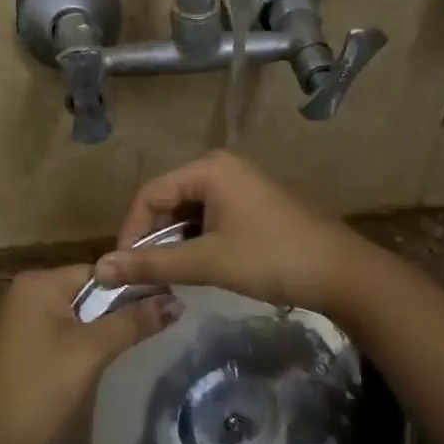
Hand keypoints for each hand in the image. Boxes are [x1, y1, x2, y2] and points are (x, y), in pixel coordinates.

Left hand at [0, 265, 179, 443]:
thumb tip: (177, 301)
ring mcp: (22, 321)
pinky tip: (104, 362)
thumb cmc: (40, 389)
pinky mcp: (24, 347)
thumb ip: (133, 322)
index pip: (100, 271)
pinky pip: (64, 334)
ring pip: (79, 315)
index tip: (169, 304)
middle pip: (90, 292)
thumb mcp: (91, 352)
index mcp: (38, 282)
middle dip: (120, 310)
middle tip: (161, 326)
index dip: (134, 287)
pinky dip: (85, 344)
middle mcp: (27, 293)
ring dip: (105, 330)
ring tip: (140, 343)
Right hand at [96, 151, 373, 315]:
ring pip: (190, 213)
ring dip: (176, 243)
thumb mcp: (207, 262)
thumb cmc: (272, 259)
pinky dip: (199, 242)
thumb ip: (152, 263)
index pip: (149, 194)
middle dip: (154, 238)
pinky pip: (211, 219)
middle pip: (169, 201)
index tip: (123, 269)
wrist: (343, 274)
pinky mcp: (254, 205)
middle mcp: (222, 168)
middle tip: (146, 275)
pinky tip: (199, 268)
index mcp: (209, 168)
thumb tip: (99, 269)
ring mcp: (241, 185)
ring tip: (171, 276)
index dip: (131, 231)